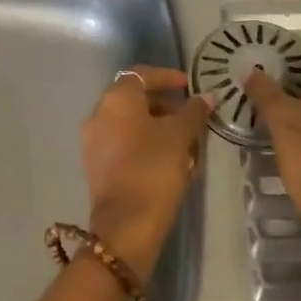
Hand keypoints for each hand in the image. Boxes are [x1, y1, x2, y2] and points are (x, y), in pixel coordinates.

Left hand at [80, 67, 212, 275]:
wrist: (126, 225)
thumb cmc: (154, 169)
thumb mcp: (180, 136)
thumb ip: (194, 112)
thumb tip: (207, 96)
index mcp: (115, 99)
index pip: (141, 74)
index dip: (167, 77)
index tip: (189, 85)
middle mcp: (98, 114)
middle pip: (135, 99)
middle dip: (166, 106)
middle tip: (192, 118)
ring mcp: (94, 141)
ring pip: (130, 124)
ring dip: (158, 127)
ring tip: (187, 144)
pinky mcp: (96, 165)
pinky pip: (124, 144)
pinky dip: (146, 145)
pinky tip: (170, 162)